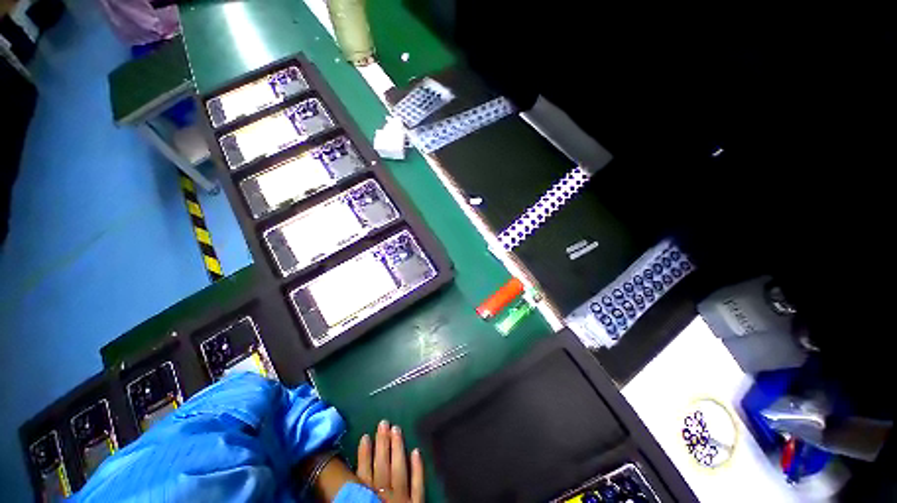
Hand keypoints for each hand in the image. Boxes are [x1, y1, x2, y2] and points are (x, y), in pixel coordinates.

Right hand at [356, 420, 423, 502]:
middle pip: (382, 465)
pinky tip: (417, 451)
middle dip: (382, 443)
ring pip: (399, 469)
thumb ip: (350, 491)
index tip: (365, 436)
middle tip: (384, 422)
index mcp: (365, 497)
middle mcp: (384, 494)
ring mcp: (402, 498)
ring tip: (397, 428)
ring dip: (397, 448)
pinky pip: (418, 485)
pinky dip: (417, 468)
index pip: (363, 472)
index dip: (364, 453)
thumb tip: (347, 475)